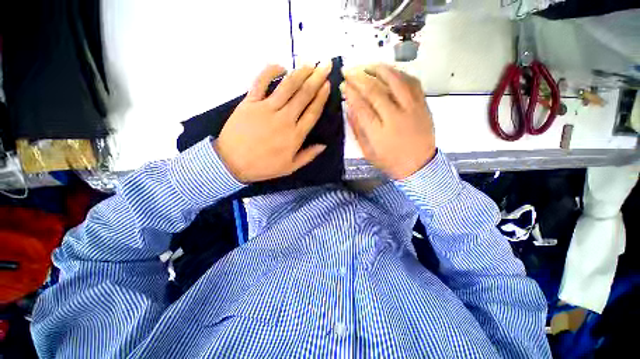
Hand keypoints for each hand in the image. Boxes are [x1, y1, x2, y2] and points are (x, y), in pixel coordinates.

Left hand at [214, 63, 331, 182]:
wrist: (232, 163)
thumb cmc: (263, 166)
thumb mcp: (290, 167)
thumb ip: (308, 156)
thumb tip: (323, 145)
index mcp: (295, 136)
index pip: (312, 112)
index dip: (321, 97)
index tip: (327, 84)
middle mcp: (284, 119)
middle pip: (304, 95)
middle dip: (317, 78)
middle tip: (325, 65)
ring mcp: (267, 108)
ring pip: (287, 86)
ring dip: (300, 73)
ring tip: (310, 64)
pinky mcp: (250, 102)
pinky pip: (261, 81)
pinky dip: (271, 71)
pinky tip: (281, 67)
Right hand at [341, 64, 435, 179]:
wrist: (419, 166)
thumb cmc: (390, 161)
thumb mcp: (368, 152)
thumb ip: (358, 130)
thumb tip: (349, 108)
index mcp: (379, 133)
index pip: (361, 107)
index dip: (350, 94)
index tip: (343, 85)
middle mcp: (396, 117)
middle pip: (375, 91)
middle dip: (359, 78)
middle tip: (349, 71)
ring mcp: (412, 109)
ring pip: (396, 81)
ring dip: (379, 69)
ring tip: (366, 65)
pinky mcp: (423, 105)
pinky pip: (412, 82)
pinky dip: (399, 73)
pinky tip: (389, 71)